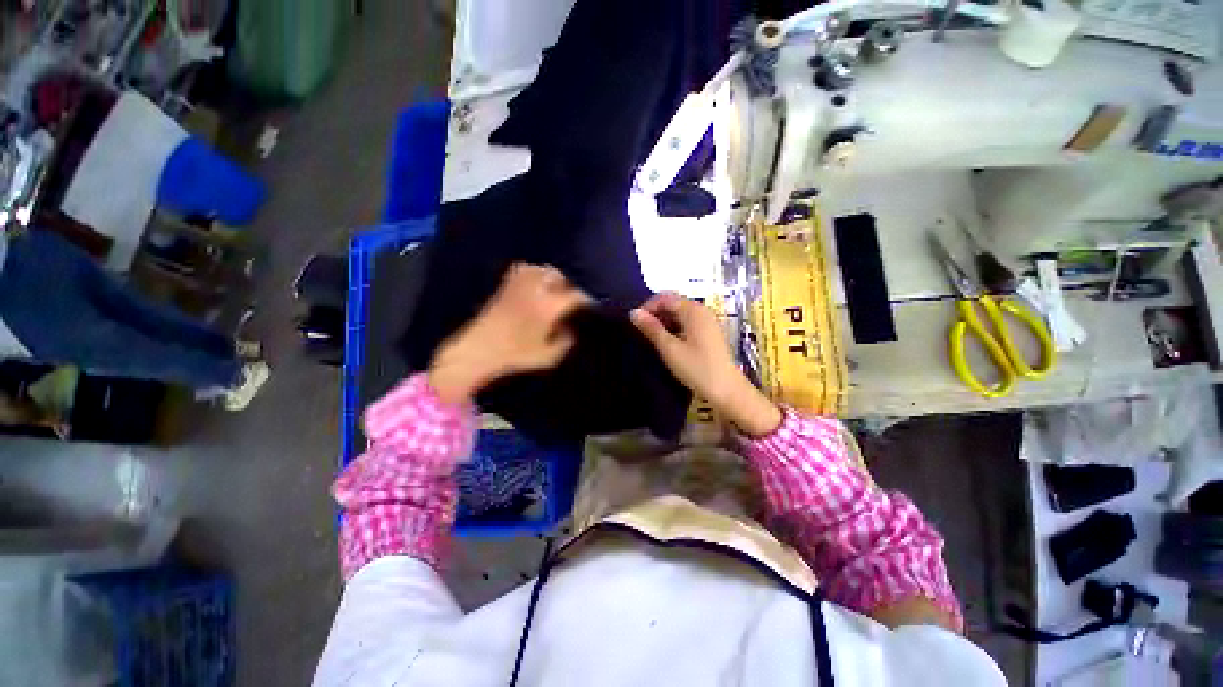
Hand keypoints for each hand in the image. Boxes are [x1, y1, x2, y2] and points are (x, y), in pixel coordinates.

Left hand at [429, 263, 588, 403]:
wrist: (477, 350)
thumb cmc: (515, 355)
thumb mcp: (548, 356)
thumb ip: (565, 341)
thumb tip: (571, 329)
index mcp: (548, 306)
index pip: (575, 295)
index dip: (587, 299)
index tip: (593, 305)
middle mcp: (535, 289)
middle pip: (560, 277)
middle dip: (571, 286)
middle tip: (574, 299)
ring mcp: (518, 284)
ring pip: (544, 270)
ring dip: (554, 278)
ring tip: (558, 290)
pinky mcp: (506, 285)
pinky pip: (526, 270)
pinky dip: (536, 273)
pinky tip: (538, 285)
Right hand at [630, 293, 781, 436]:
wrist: (727, 390)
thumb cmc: (697, 368)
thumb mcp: (670, 348)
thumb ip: (651, 328)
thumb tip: (633, 313)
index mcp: (693, 310)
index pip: (665, 298)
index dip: (647, 307)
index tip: (635, 323)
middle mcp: (702, 311)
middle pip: (673, 304)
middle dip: (655, 314)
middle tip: (641, 331)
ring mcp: (708, 322)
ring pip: (680, 314)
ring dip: (664, 322)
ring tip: (651, 338)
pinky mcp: (710, 333)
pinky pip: (688, 323)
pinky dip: (675, 328)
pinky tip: (667, 342)